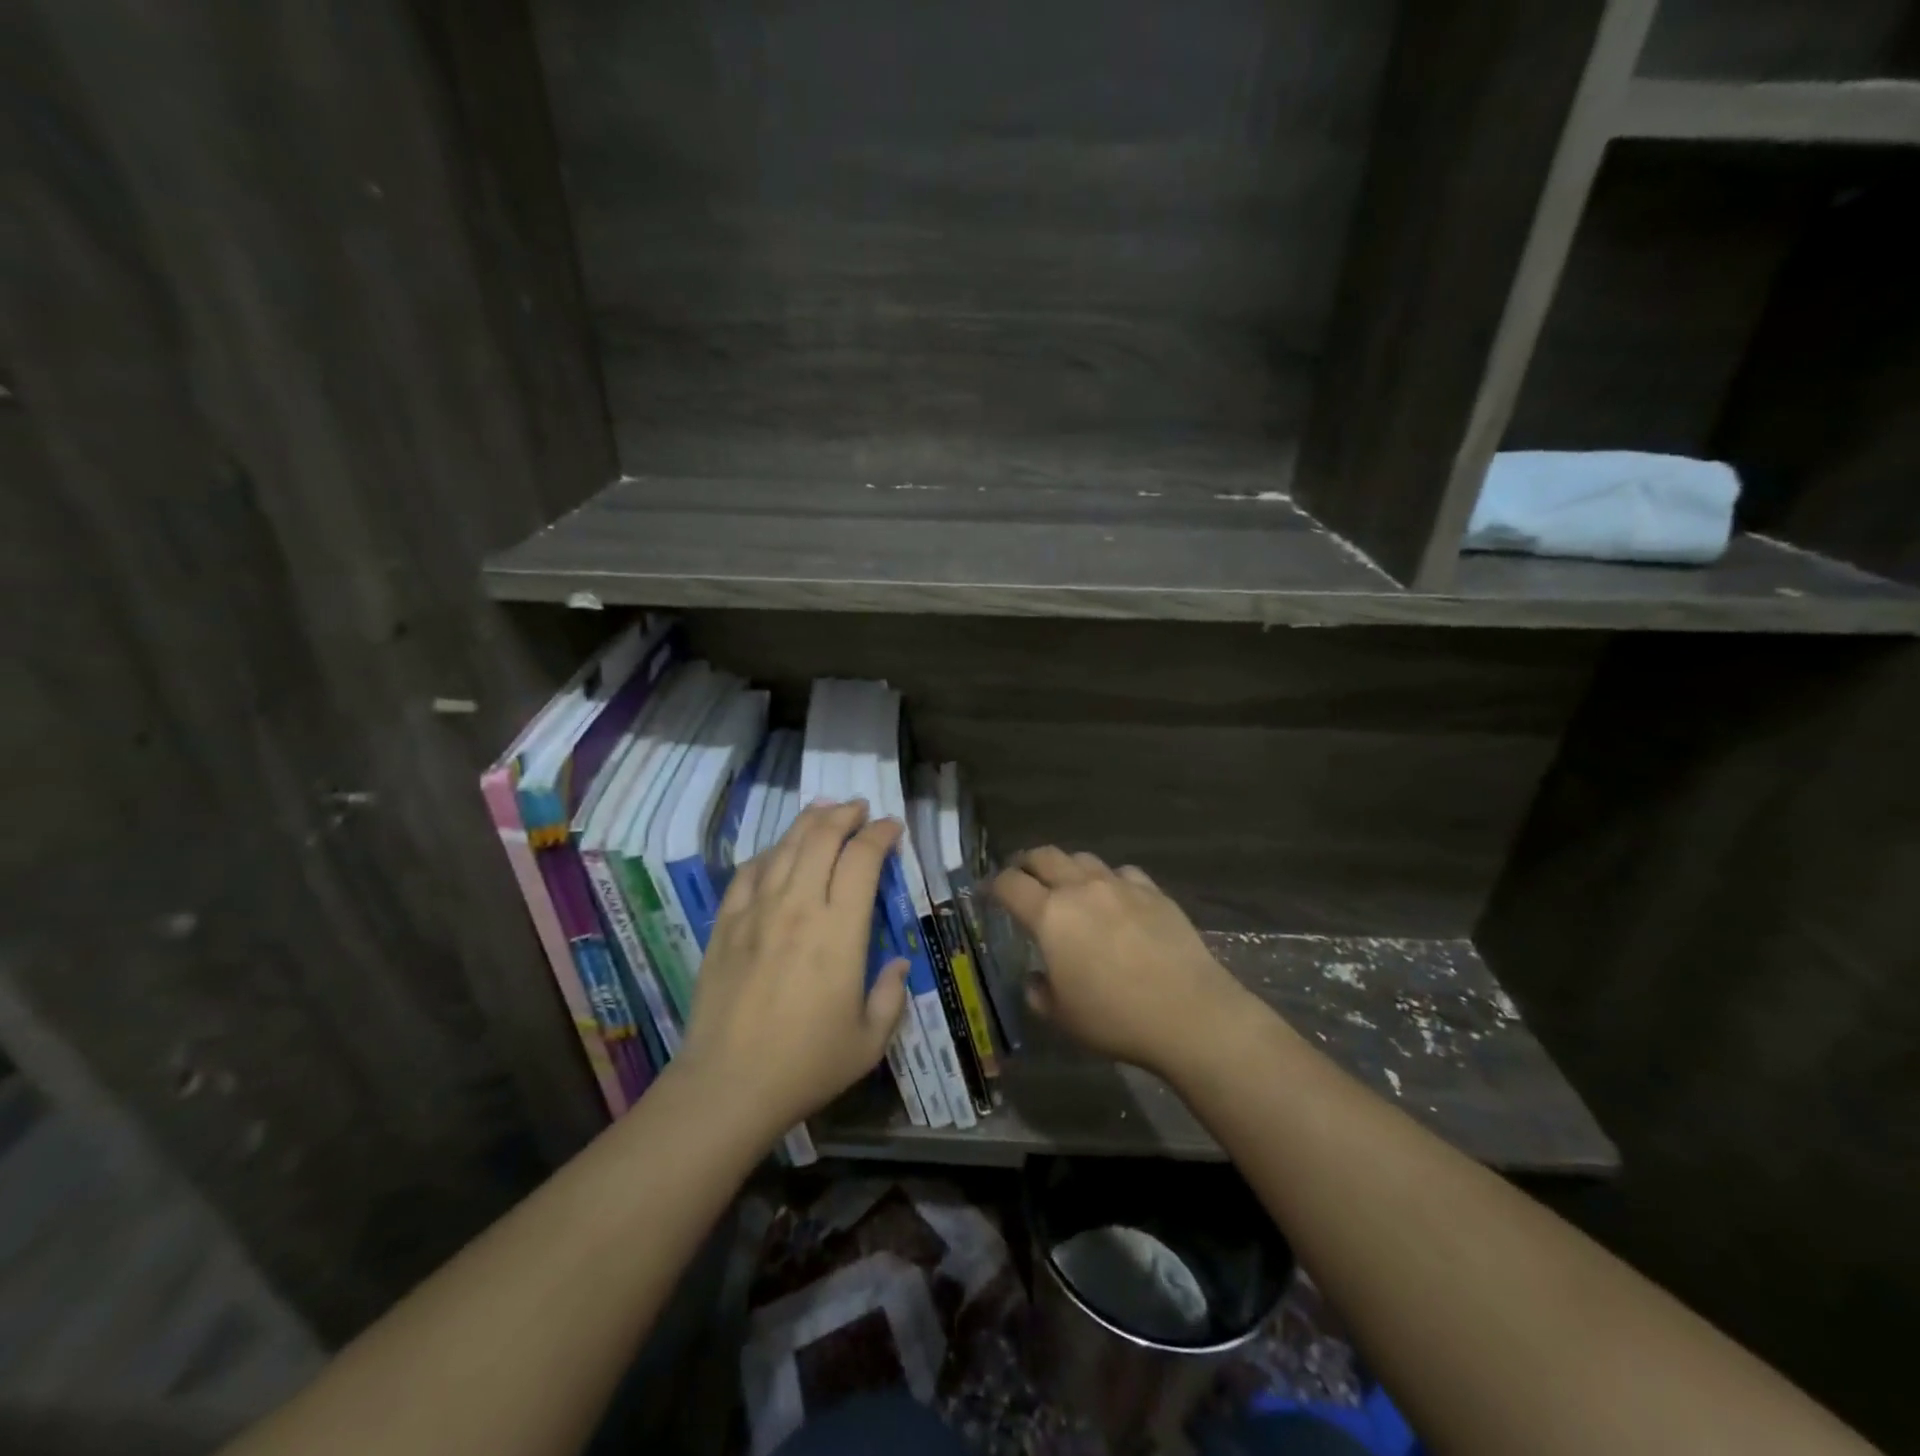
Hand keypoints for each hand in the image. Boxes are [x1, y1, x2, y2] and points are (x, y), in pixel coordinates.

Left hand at [678, 801, 909, 1143]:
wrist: (727, 1086)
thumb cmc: (806, 1065)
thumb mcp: (869, 1041)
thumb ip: (891, 996)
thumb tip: (898, 963)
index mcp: (839, 931)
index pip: (862, 860)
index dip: (880, 834)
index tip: (892, 827)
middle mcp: (798, 908)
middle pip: (821, 839)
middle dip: (845, 815)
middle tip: (860, 807)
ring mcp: (757, 912)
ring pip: (784, 847)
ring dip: (808, 822)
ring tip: (824, 809)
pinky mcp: (726, 925)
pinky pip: (748, 873)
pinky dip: (768, 853)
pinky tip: (777, 851)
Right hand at [992, 847, 1253, 1078]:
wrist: (1188, 1012)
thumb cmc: (1115, 1018)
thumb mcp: (1063, 1017)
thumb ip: (1040, 992)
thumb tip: (1037, 978)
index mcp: (1050, 915)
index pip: (1010, 884)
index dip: (993, 885)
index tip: (987, 893)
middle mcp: (1081, 888)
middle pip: (1044, 856)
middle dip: (1026, 863)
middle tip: (1022, 878)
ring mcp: (1120, 885)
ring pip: (1083, 858)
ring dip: (1067, 868)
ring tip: (1068, 887)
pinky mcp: (1153, 892)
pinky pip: (1122, 873)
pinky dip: (1109, 881)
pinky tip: (1115, 900)